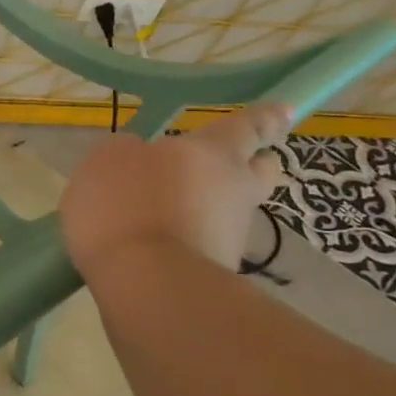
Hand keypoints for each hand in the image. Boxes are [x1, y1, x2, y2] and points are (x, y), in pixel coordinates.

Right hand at [59, 103, 290, 277]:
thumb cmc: (128, 204)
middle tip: (236, 163)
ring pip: (230, 211)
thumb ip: (128, 152)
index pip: (248, 126)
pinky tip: (152, 246)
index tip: (286, 111)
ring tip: (163, 214)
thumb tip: (140, 158)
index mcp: (215, 151)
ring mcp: (231, 235)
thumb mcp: (108, 160)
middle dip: (253, 164)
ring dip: (208, 209)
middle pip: (259, 172)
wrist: (149, 284)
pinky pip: (204, 244)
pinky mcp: (217, 272)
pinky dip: (186, 241)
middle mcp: (235, 190)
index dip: (265, 118)